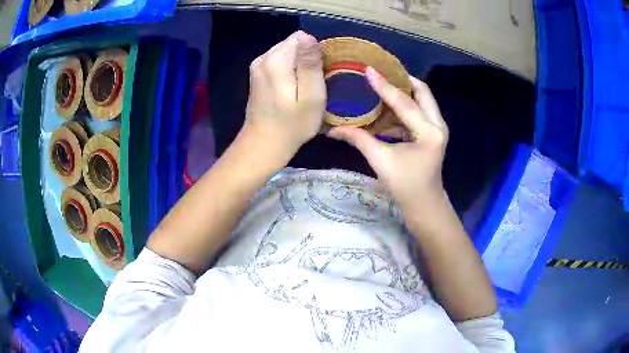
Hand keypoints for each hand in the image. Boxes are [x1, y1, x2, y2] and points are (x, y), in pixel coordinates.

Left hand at [242, 31, 325, 167]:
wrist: (264, 144)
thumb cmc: (292, 124)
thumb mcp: (311, 96)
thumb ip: (310, 65)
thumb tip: (308, 36)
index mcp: (276, 60)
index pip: (302, 38)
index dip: (315, 53)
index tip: (318, 74)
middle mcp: (263, 57)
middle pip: (294, 44)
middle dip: (306, 59)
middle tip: (311, 85)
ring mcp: (257, 65)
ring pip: (288, 52)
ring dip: (299, 66)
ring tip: (302, 88)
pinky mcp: (257, 73)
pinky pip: (280, 61)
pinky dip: (289, 71)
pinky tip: (291, 89)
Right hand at [328, 67, 448, 216]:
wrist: (424, 205)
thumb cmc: (405, 186)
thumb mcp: (380, 160)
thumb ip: (359, 139)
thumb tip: (332, 130)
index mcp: (428, 132)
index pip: (404, 102)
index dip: (384, 86)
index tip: (368, 70)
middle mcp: (437, 125)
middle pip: (422, 91)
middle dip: (402, 80)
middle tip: (381, 73)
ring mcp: (437, 128)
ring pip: (422, 100)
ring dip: (403, 92)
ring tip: (382, 86)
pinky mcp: (432, 133)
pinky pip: (419, 111)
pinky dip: (404, 107)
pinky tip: (386, 108)